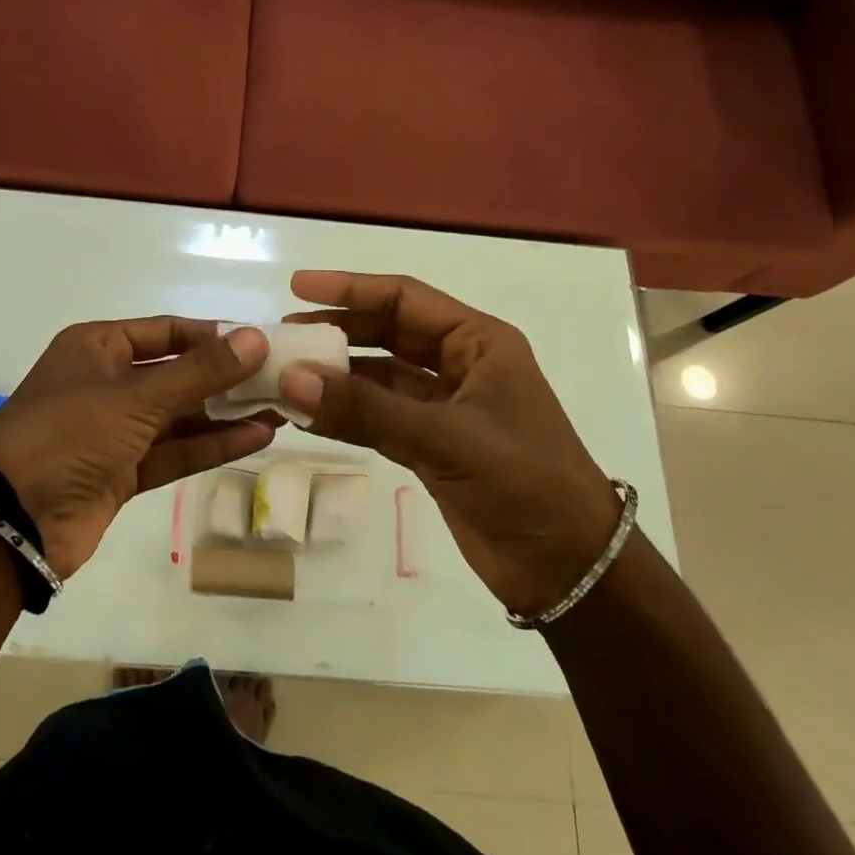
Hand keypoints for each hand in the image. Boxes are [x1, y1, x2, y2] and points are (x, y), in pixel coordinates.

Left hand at [0, 319, 275, 578]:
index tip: (259, 342)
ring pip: (180, 416)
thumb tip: (255, 338)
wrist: (10, 520)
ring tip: (281, 408)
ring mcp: (114, 431)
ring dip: (226, 414)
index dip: (213, 336)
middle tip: (281, 378)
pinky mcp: (122, 473)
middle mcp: (107, 383)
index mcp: (97, 347)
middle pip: (177, 374)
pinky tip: (256, 438)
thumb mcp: (137, 396)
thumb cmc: (69, 433)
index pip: (166, 331)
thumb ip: (200, 372)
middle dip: (226, 378)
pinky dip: (211, 446)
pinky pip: (174, 452)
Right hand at [278, 271, 621, 617]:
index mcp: (479, 342)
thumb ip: (367, 410)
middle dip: (337, 330)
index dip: (351, 288)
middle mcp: (460, 365)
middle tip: (284, 335)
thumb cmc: (527, 484)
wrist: (570, 568)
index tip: (298, 286)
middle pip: (387, 333)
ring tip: (284, 374)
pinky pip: (377, 417)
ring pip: (379, 377)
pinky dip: (345, 414)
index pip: (405, 298)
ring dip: (336, 375)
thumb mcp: (447, 439)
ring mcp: (444, 407)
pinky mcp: (431, 446)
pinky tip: (307, 414)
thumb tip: (291, 379)